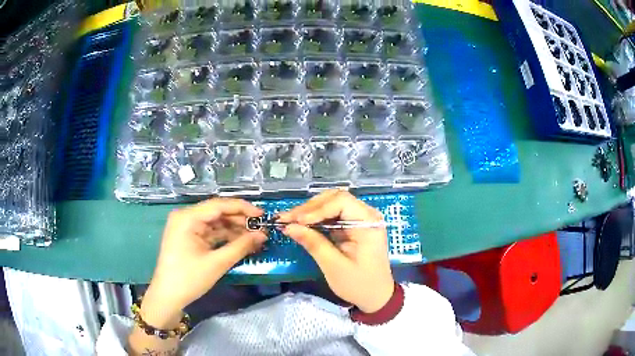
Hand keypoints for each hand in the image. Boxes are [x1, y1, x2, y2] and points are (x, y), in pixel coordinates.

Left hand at [141, 198, 265, 327]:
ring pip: (215, 223)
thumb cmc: (189, 279)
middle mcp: (186, 217)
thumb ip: (241, 246)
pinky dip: (225, 237)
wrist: (168, 296)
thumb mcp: (217, 263)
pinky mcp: (189, 237)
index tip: (262, 215)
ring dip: (234, 229)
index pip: (219, 205)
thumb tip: (262, 235)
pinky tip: (240, 242)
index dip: (242, 208)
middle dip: (239, 221)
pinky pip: (210, 232)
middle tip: (261, 228)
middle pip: (217, 212)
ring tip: (254, 237)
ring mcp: (186, 227)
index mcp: (188, 217)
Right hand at [278, 190, 394, 312]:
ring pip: (332, 204)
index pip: (341, 202)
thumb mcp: (334, 266)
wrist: (376, 297)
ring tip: (290, 220)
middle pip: (335, 198)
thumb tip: (288, 227)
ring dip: (310, 211)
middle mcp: (367, 215)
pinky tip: (301, 224)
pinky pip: (333, 215)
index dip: (316, 209)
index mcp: (368, 223)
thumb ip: (313, 243)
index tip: (296, 221)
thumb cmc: (359, 284)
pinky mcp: (353, 226)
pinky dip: (316, 219)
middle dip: (310, 208)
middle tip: (287, 219)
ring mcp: (360, 219)